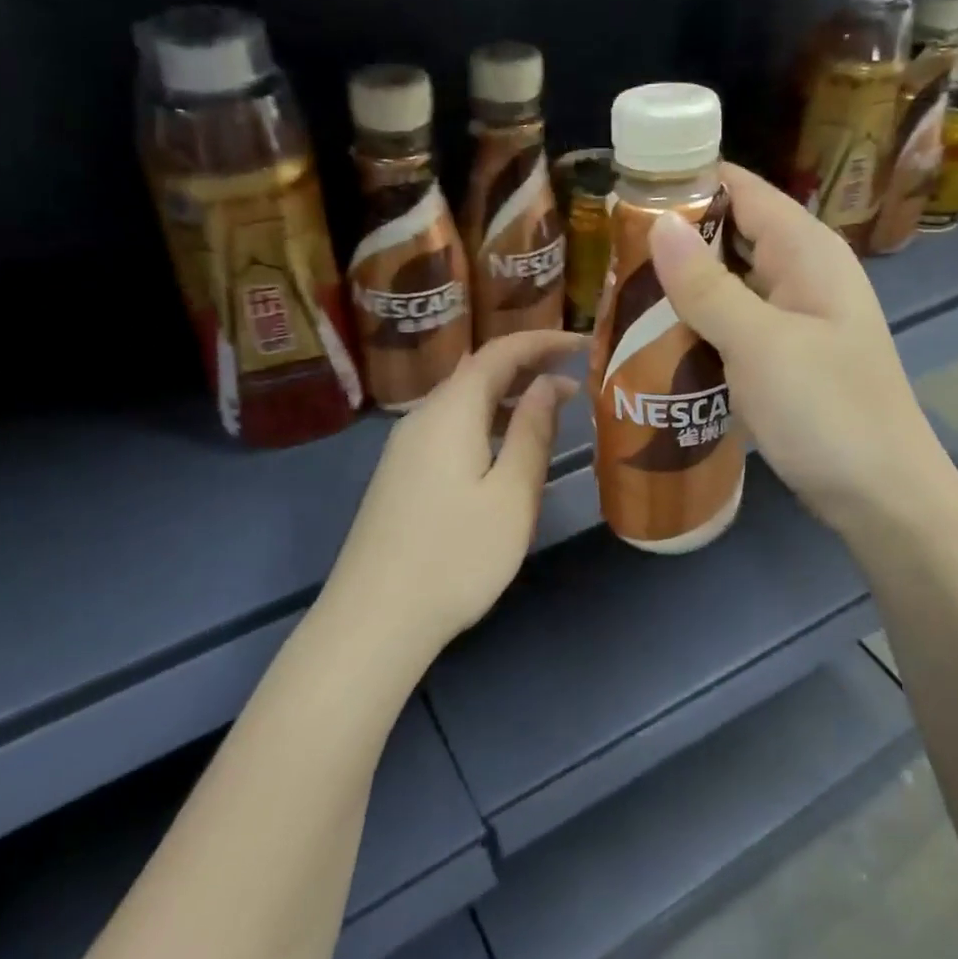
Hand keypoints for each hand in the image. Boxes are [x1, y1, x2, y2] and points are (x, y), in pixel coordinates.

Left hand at [319, 329, 584, 662]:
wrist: (375, 618)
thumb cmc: (455, 556)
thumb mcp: (511, 495)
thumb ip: (532, 433)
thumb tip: (548, 384)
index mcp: (450, 411)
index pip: (499, 352)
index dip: (542, 340)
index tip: (582, 342)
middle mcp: (422, 417)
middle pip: (477, 371)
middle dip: (527, 364)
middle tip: (575, 373)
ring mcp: (405, 447)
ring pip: (463, 400)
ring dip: (507, 394)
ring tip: (552, 407)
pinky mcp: (402, 473)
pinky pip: (450, 426)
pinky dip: (486, 420)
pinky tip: (505, 446)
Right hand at [647, 164, 957, 538]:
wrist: (882, 498)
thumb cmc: (827, 411)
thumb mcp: (760, 344)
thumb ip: (707, 285)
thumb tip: (658, 223)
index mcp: (807, 252)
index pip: (741, 189)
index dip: (686, 182)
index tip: (624, 194)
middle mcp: (803, 274)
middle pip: (731, 236)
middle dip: (673, 243)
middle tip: (608, 258)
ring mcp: (796, 319)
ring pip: (728, 286)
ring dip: (681, 291)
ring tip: (618, 298)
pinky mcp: (786, 359)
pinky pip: (734, 328)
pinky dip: (699, 329)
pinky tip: (657, 344)